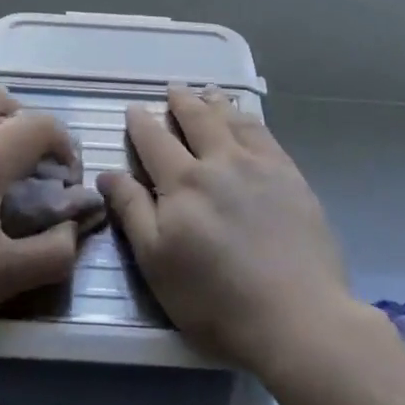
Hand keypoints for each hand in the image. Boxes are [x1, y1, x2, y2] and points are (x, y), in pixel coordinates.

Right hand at [98, 86, 350, 378]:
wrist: (297, 315)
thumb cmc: (215, 300)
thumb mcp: (157, 263)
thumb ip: (132, 212)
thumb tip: (107, 173)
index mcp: (183, 183)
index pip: (155, 141)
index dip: (141, 123)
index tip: (133, 109)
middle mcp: (220, 162)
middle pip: (197, 119)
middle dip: (181, 101)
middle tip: (173, 88)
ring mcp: (259, 165)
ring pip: (232, 120)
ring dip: (216, 104)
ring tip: (208, 93)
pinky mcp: (290, 176)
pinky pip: (264, 134)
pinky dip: (249, 119)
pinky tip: (246, 120)